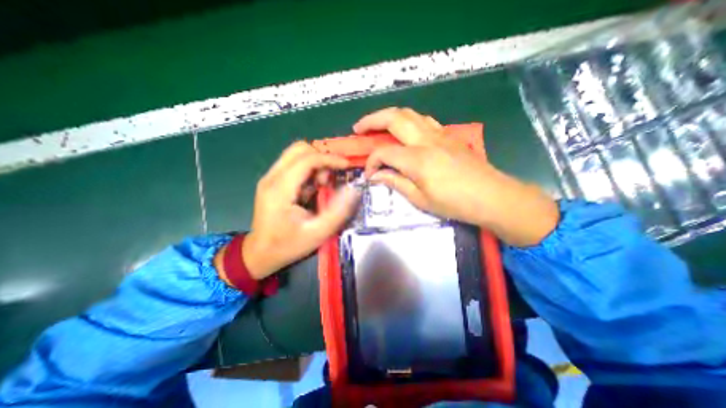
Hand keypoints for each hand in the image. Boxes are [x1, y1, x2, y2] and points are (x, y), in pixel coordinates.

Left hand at [241, 143, 359, 278]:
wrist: (259, 254)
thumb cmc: (288, 245)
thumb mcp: (317, 233)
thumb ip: (337, 211)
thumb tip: (352, 190)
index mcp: (280, 189)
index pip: (307, 159)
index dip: (330, 158)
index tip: (346, 166)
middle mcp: (272, 177)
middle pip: (299, 149)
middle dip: (321, 158)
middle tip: (330, 179)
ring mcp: (269, 178)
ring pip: (296, 154)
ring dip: (315, 164)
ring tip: (322, 185)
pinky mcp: (272, 182)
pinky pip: (293, 164)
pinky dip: (308, 170)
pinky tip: (312, 188)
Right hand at [356, 107, 556, 247]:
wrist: (491, 196)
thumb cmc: (455, 203)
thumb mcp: (420, 199)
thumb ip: (396, 183)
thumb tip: (376, 176)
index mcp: (417, 159)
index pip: (384, 153)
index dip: (371, 163)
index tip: (369, 175)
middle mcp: (426, 140)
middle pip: (393, 118)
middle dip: (371, 120)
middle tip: (358, 128)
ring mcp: (439, 134)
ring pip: (409, 113)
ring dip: (389, 116)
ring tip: (377, 125)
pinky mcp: (448, 135)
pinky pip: (423, 120)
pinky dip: (407, 120)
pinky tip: (404, 130)